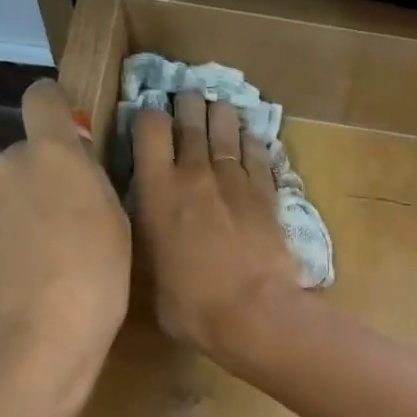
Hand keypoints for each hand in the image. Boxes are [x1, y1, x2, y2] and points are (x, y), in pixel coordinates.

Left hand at [0, 80, 129, 416]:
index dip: (58, 109)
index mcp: (48, 154)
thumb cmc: (94, 283)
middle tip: (79, 222)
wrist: (32, 349)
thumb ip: (92, 181)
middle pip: (27, 156)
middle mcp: (4, 169)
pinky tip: (33, 284)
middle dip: (48, 177)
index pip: (42, 98)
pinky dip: (13, 246)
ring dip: (30, 214)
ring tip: (57, 262)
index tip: (77, 138)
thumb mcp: (116, 224)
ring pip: (10, 196)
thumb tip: (74, 161)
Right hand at [134, 92, 300, 360]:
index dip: (149, 118)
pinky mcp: (267, 192)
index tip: (150, 125)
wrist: (253, 313)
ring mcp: (235, 180)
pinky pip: (258, 153)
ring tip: (219, 111)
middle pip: (191, 118)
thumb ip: (150, 245)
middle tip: (187, 104)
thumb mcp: (151, 278)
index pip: (149, 127)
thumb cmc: (192, 306)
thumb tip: (155, 242)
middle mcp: (195, 174)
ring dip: (221, 115)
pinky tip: (250, 137)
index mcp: (157, 191)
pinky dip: (252, 141)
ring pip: (227, 127)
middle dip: (187, 106)